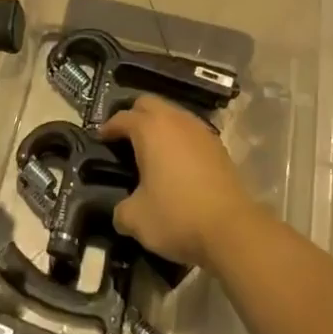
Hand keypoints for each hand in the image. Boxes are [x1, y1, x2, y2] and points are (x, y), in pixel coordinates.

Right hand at [99, 95, 262, 267]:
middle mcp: (176, 121)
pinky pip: (191, 132)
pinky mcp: (219, 147)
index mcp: (150, 129)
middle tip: (124, 139)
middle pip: (149, 104)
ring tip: (150, 151)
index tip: (100, 139)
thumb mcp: (135, 219)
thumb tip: (122, 211)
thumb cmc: (176, 216)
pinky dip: (179, 140)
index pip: (122, 118)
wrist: (232, 229)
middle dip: (134, 116)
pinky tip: (176, 163)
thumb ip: (121, 210)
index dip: (108, 128)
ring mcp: (201, 131)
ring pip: (174, 115)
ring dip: (159, 126)